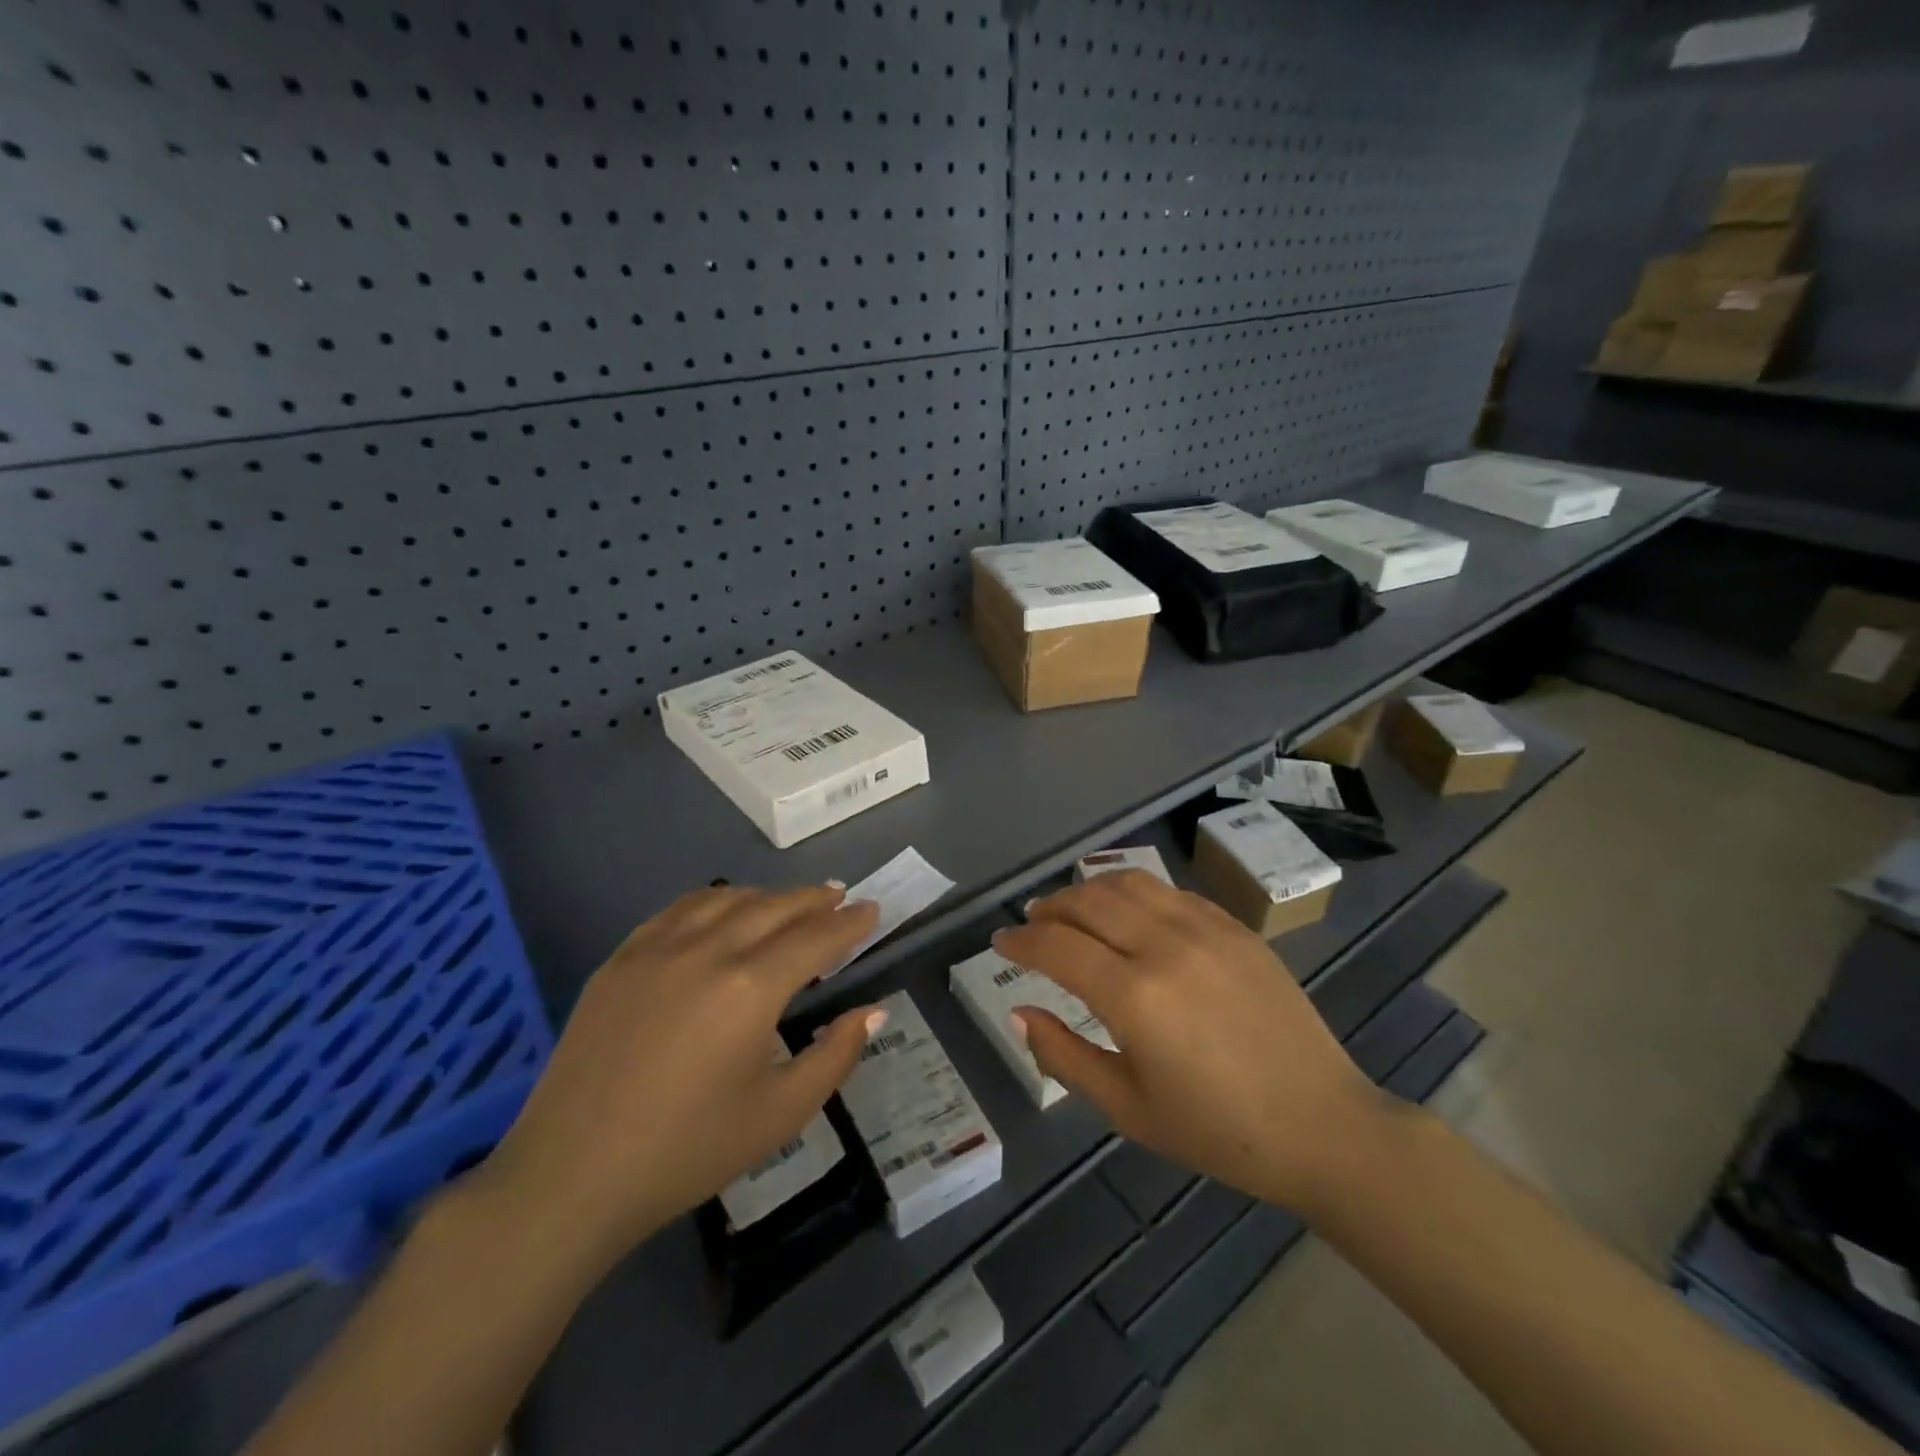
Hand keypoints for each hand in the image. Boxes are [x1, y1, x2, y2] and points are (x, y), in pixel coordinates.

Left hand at [479, 885, 882, 1273]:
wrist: (571, 1177)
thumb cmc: (688, 1151)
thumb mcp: (780, 1114)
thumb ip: (836, 1055)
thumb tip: (874, 1011)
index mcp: (751, 986)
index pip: (816, 937)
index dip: (850, 922)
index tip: (873, 910)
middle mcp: (707, 950)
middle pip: (774, 906)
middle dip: (813, 900)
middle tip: (839, 897)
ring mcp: (657, 948)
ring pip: (726, 899)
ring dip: (767, 896)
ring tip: (789, 902)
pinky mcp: (621, 959)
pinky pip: (679, 910)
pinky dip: (715, 901)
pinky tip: (722, 911)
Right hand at [993, 870, 1388, 1212]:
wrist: (1322, 1125)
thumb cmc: (1217, 1131)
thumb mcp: (1127, 1108)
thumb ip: (1064, 1056)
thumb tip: (1020, 1012)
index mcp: (1134, 997)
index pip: (1056, 946)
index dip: (1020, 940)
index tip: (1000, 942)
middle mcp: (1164, 946)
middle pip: (1087, 902)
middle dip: (1049, 907)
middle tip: (1031, 922)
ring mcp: (1204, 929)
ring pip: (1129, 883)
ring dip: (1089, 890)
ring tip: (1072, 909)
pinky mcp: (1234, 927)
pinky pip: (1170, 892)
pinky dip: (1135, 893)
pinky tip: (1129, 913)